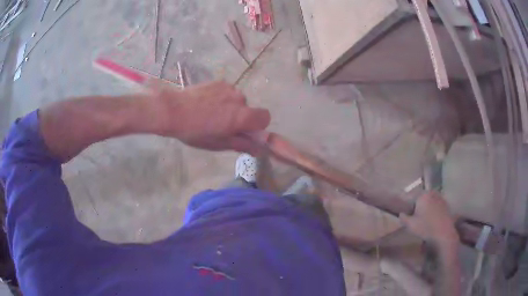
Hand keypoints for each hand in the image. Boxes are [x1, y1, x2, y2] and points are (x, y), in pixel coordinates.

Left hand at [149, 81, 270, 154]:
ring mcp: (229, 88)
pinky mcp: (219, 82)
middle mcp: (240, 98)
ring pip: (237, 100)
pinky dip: (221, 99)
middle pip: (249, 109)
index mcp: (242, 116)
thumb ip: (241, 145)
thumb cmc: (195, 132)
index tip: (244, 131)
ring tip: (210, 114)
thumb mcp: (218, 143)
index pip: (265, 117)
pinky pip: (227, 92)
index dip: (258, 126)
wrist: (173, 110)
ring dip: (230, 107)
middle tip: (221, 125)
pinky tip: (205, 104)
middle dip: (240, 117)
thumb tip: (258, 150)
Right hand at [400, 192, 458, 246]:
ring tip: (423, 217)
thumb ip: (403, 218)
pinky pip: (436, 204)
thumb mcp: (410, 225)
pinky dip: (433, 208)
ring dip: (426, 205)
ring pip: (430, 200)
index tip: (406, 211)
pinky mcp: (446, 204)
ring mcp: (440, 198)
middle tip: (414, 214)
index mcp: (422, 195)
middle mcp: (431, 193)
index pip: (411, 196)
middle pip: (421, 197)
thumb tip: (401, 213)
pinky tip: (432, 218)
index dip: (407, 204)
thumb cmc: (426, 228)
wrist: (443, 233)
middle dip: (418, 204)